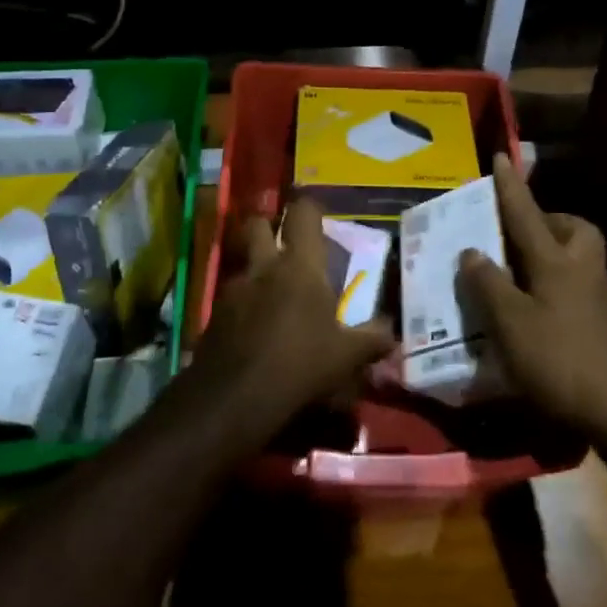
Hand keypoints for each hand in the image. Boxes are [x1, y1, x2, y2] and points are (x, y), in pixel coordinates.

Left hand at [194, 198, 395, 437]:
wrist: (234, 398)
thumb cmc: (300, 364)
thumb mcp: (347, 356)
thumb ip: (372, 339)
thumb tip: (392, 333)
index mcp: (299, 265)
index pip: (303, 214)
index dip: (310, 208)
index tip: (318, 217)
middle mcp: (263, 267)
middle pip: (257, 224)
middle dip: (268, 227)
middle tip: (284, 246)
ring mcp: (233, 290)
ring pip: (242, 262)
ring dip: (255, 269)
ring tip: (272, 293)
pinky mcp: (213, 315)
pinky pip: (230, 297)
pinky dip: (242, 304)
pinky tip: (253, 328)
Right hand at [458, 153, 606, 435]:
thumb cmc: (563, 361)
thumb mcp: (512, 325)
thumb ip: (490, 286)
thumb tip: (471, 251)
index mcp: (556, 263)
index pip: (526, 215)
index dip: (510, 188)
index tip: (501, 157)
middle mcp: (583, 272)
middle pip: (574, 230)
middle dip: (549, 221)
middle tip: (520, 234)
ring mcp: (602, 300)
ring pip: (579, 260)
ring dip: (553, 256)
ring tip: (519, 276)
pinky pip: (579, 290)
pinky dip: (557, 290)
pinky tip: (537, 316)